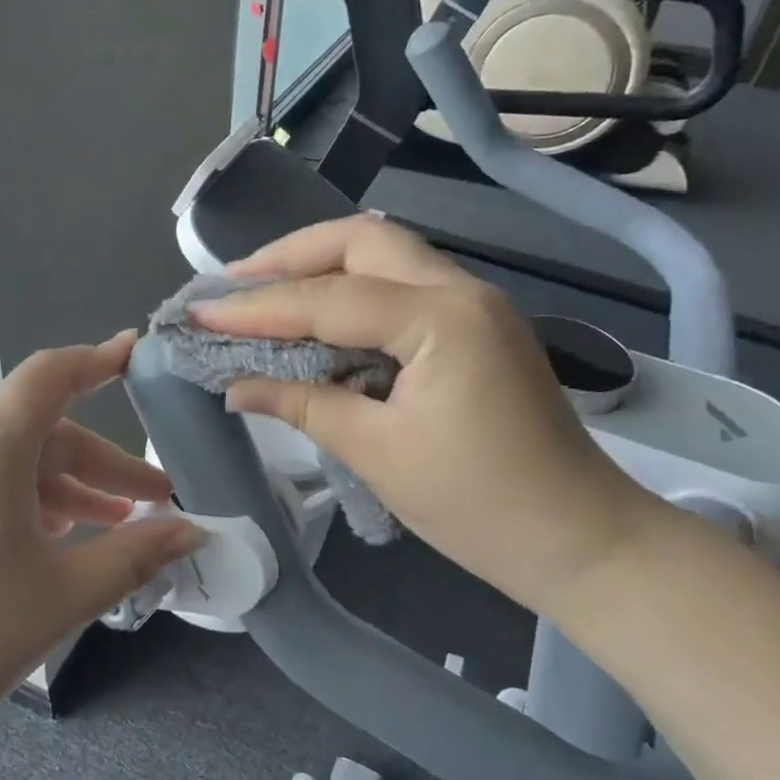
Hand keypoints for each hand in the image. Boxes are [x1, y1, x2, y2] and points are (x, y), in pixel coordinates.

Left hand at [0, 332, 203, 773]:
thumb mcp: (63, 597)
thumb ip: (135, 556)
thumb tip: (191, 533)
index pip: (49, 377)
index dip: (97, 360)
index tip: (134, 352)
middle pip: (38, 434)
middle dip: (101, 466)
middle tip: (152, 505)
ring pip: (7, 466)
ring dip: (62, 490)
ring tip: (107, 527)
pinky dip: (19, 503)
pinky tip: (41, 546)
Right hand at [195, 216, 658, 614]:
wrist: (580, 539)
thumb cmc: (480, 505)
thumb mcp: (378, 453)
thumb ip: (302, 404)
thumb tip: (234, 385)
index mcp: (441, 319)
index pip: (328, 299)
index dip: (257, 307)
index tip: (199, 313)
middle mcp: (461, 290)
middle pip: (361, 240)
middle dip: (289, 255)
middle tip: (233, 284)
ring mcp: (474, 303)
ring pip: (383, 254)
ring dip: (319, 266)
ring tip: (262, 292)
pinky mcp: (474, 326)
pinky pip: (400, 285)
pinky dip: (350, 291)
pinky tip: (316, 318)